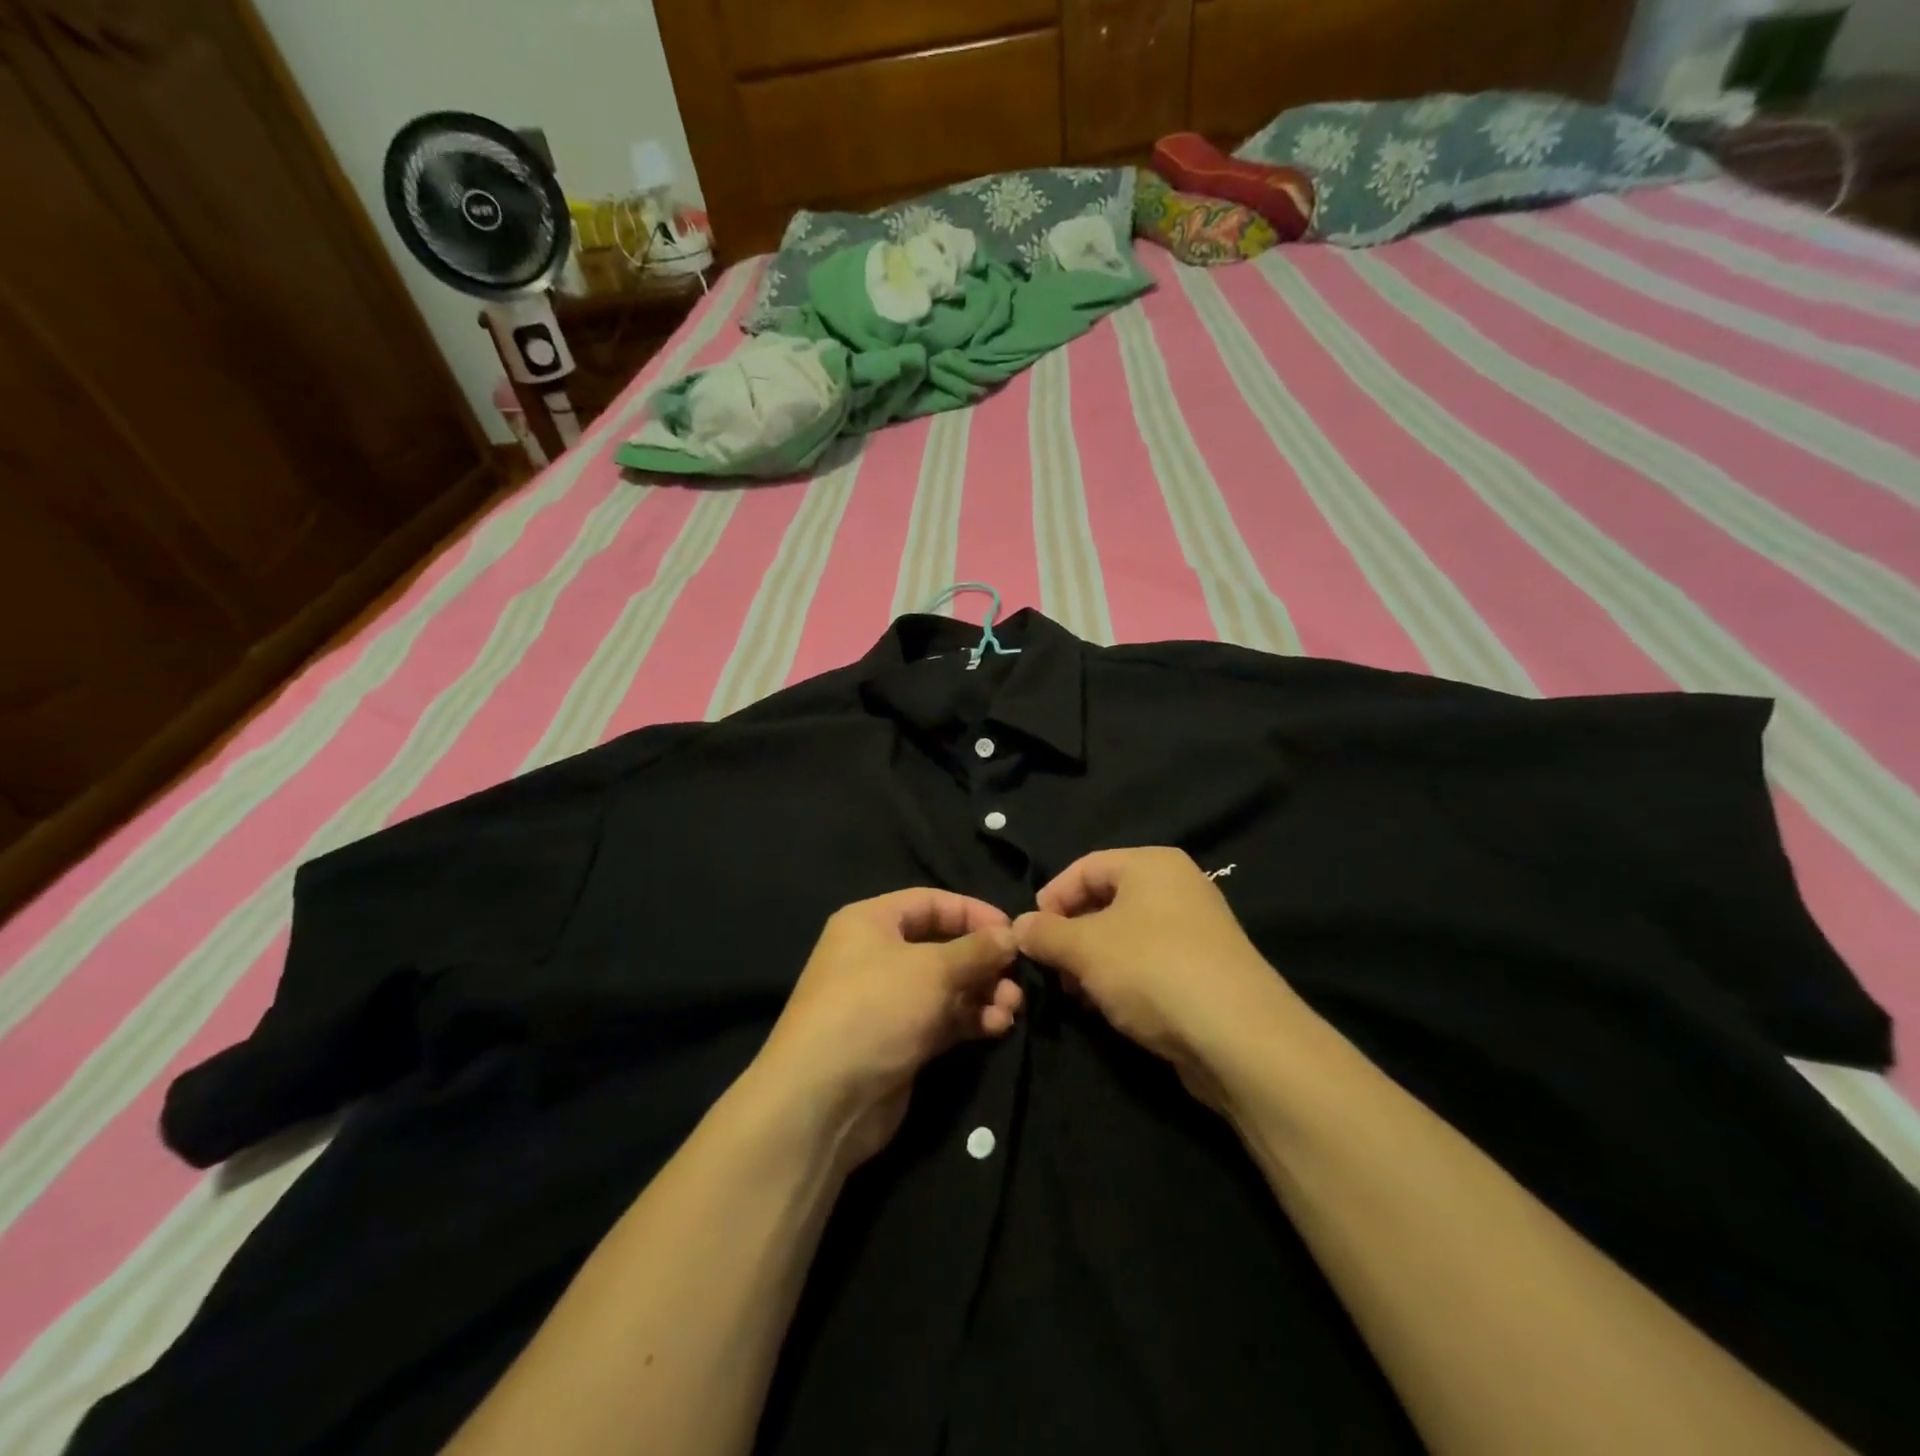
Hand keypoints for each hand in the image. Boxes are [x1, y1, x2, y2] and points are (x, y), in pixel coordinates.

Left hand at [754, 889, 1021, 1172]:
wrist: (823, 1100)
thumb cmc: (875, 1009)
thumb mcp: (932, 969)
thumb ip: (976, 950)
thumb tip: (1010, 935)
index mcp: (871, 922)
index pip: (930, 902)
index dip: (972, 912)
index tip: (1011, 930)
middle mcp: (877, 956)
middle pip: (941, 946)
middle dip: (982, 961)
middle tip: (1016, 978)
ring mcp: (887, 1002)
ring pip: (946, 987)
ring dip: (982, 994)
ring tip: (1011, 1008)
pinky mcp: (899, 1041)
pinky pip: (942, 1020)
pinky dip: (970, 1020)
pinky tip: (997, 1028)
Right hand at [1013, 848, 1293, 1110]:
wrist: (1239, 1038)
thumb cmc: (1152, 970)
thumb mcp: (1085, 947)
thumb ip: (1045, 933)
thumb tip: (1018, 927)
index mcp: (1152, 864)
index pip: (1085, 867)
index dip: (1051, 898)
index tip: (1029, 935)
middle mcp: (1177, 887)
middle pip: (1105, 901)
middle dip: (1070, 934)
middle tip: (1050, 968)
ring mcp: (1195, 930)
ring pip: (1125, 936)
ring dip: (1093, 962)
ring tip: (1076, 994)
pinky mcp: (1204, 971)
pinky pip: (1149, 963)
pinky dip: (1122, 980)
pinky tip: (1109, 1009)